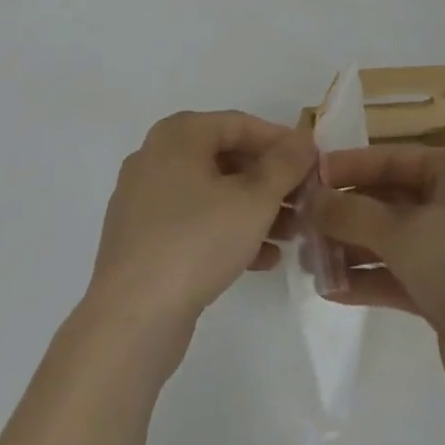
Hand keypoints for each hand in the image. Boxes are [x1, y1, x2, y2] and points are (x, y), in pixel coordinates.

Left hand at [85, 110, 314, 338]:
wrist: (131, 319)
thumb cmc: (196, 242)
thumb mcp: (254, 200)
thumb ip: (284, 165)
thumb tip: (304, 139)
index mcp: (178, 135)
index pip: (240, 124)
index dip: (280, 141)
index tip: (313, 163)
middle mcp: (157, 157)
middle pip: (226, 158)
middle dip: (270, 181)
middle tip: (305, 201)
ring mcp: (146, 199)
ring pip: (212, 193)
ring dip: (254, 209)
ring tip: (292, 234)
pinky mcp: (143, 239)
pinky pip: (195, 222)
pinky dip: (228, 231)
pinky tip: (263, 259)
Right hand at [306, 146, 444, 413]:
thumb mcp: (405, 231)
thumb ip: (353, 213)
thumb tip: (311, 200)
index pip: (394, 159)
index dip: (350, 167)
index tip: (309, 177)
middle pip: (390, 200)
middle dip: (347, 214)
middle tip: (301, 224)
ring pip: (391, 240)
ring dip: (352, 249)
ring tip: (308, 260)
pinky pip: (398, 276)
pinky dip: (368, 279)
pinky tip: (330, 289)